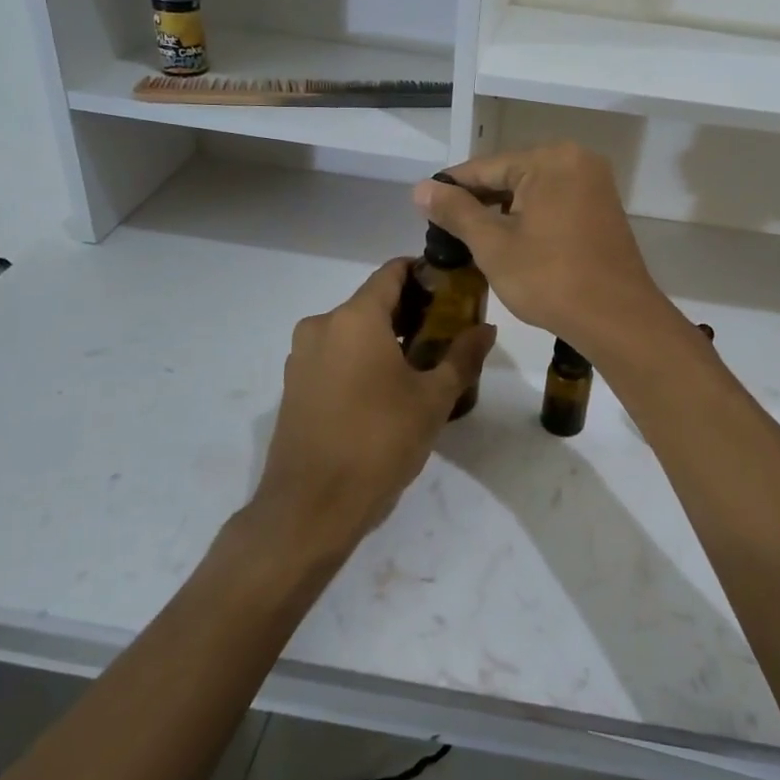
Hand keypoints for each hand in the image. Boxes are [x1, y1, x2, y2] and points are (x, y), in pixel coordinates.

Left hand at [250, 260, 495, 556]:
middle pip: (372, 302)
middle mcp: (322, 326)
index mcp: (355, 318)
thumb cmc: (379, 442)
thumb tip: (486, 329)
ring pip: (352, 331)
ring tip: (422, 365)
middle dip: (411, 311)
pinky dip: (361, 360)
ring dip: (386, 338)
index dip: (424, 273)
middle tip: (447, 332)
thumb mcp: (433, 400)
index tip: (453, 289)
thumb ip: (462, 357)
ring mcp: (302, 357)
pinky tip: (386, 391)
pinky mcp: (294, 386)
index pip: (392, 272)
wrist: (311, 507)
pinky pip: (335, 356)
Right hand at [412, 143, 675, 350]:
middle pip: (511, 175)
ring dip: (503, 213)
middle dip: (478, 202)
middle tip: (444, 229)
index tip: (423, 206)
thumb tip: (421, 188)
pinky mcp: (602, 209)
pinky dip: (530, 219)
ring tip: (470, 239)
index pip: (486, 167)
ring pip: (533, 191)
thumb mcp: (494, 245)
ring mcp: (595, 185)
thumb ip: (456, 212)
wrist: (617, 318)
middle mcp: (577, 160)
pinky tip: (509, 242)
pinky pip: (555, 204)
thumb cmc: (550, 279)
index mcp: (550, 159)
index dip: (451, 188)